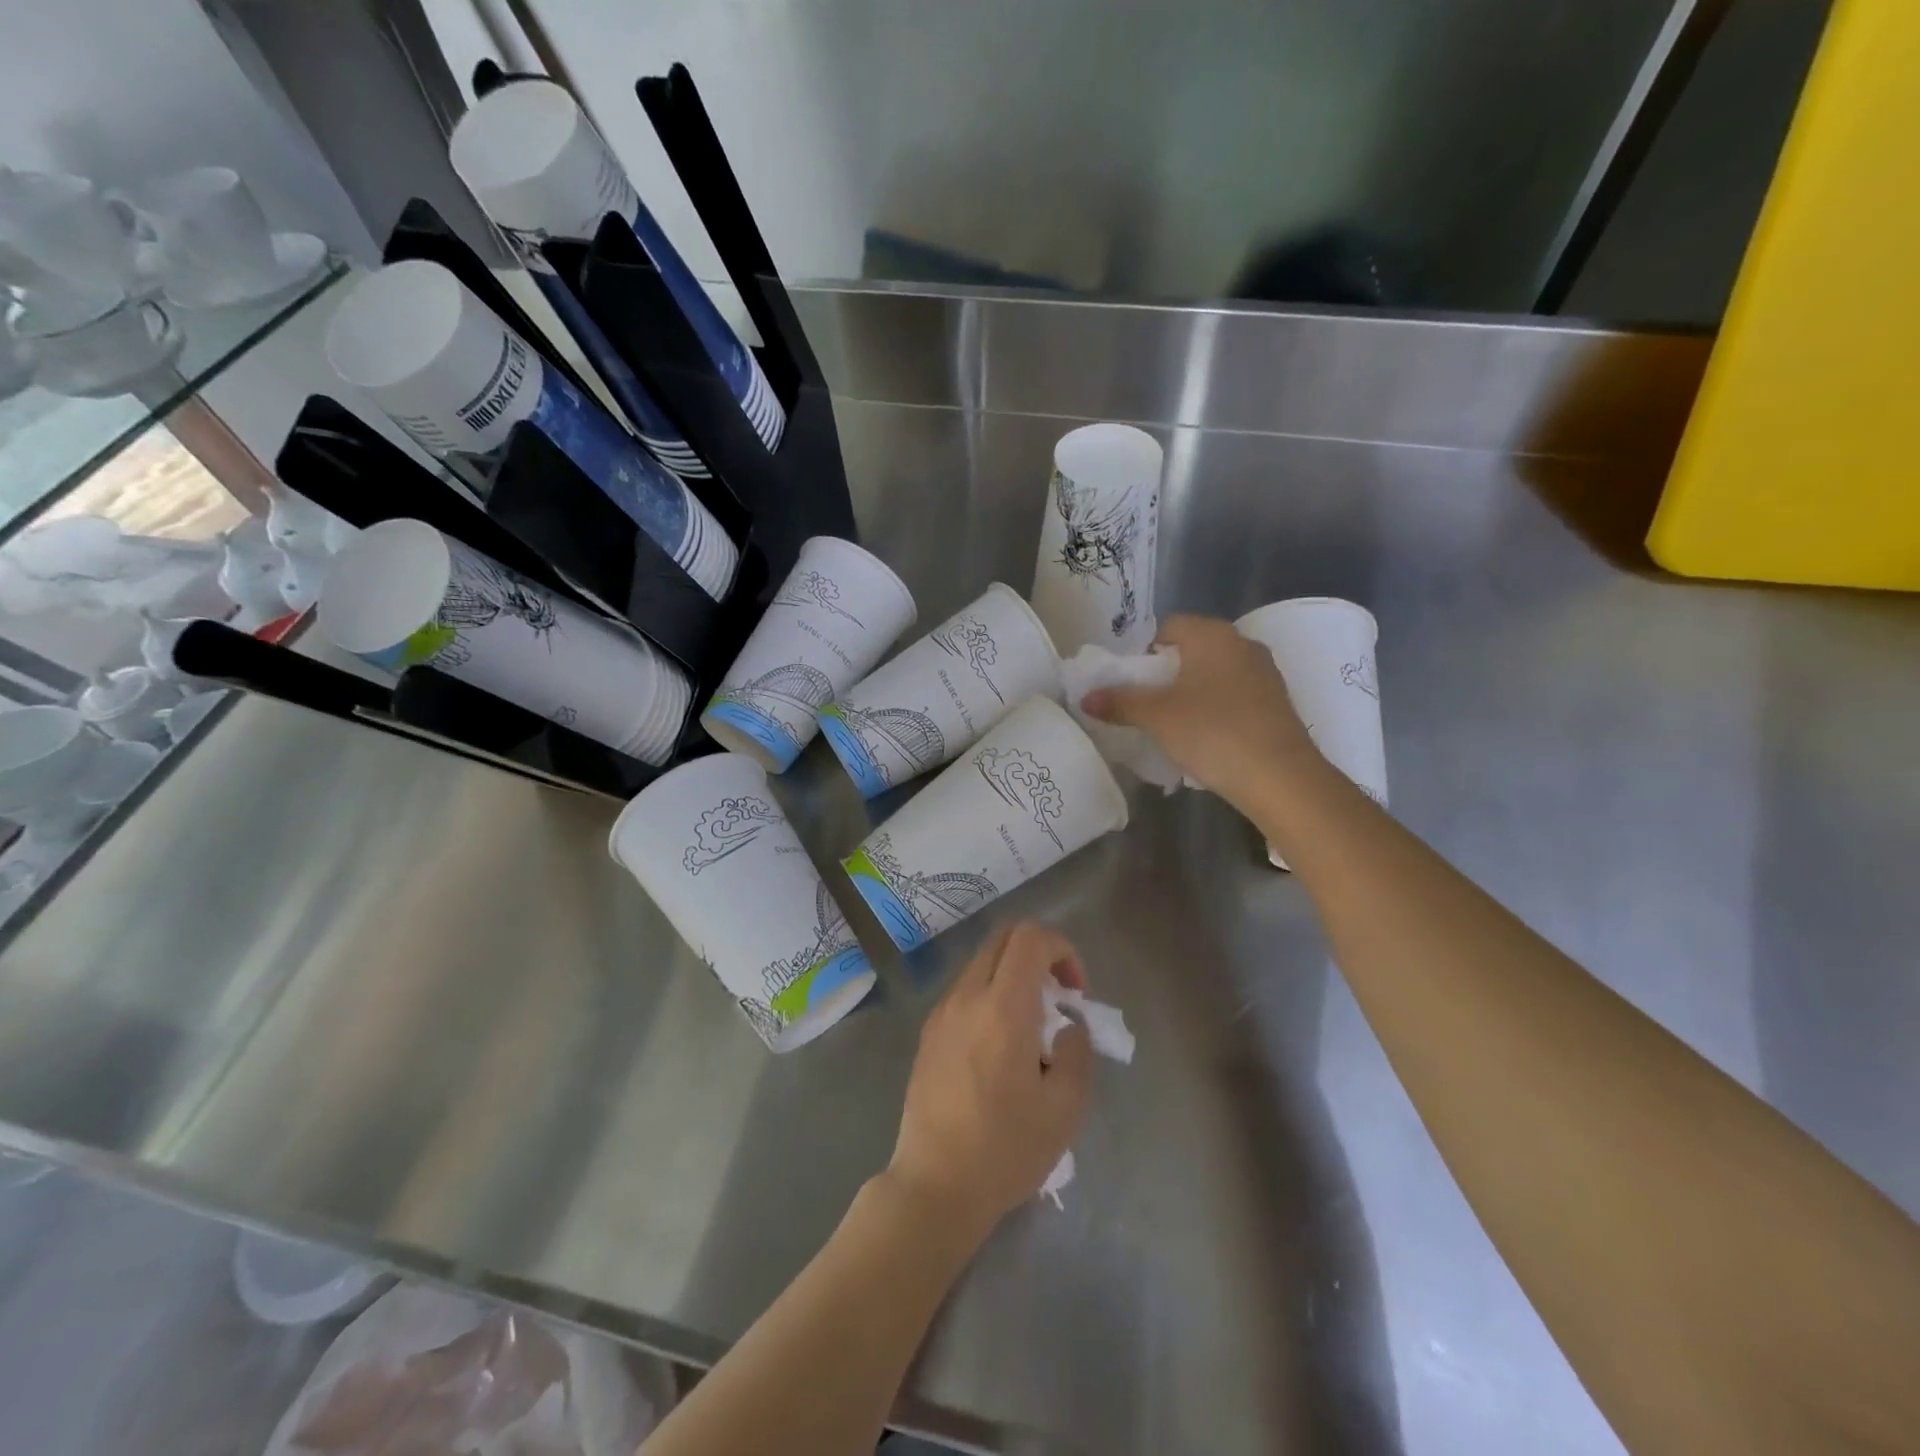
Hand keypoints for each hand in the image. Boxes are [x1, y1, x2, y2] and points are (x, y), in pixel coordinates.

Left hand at [888, 921, 1092, 1238]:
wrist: (935, 1185)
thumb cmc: (1005, 1149)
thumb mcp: (1065, 1109)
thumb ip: (1076, 1053)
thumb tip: (1067, 1027)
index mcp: (1003, 1007)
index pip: (1031, 937)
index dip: (1063, 949)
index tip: (1076, 993)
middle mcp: (967, 996)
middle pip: (1003, 937)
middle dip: (1039, 953)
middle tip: (1058, 998)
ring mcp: (942, 1011)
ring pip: (982, 961)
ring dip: (1013, 974)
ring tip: (1031, 1027)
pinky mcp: (928, 1031)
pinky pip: (965, 989)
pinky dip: (991, 993)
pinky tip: (1000, 1045)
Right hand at [1082, 614, 1323, 807]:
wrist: (1280, 777)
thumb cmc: (1211, 732)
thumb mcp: (1156, 717)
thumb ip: (1119, 702)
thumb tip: (1086, 697)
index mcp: (1212, 635)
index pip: (1169, 626)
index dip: (1144, 651)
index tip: (1134, 683)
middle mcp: (1242, 644)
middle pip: (1192, 649)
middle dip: (1167, 673)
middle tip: (1149, 705)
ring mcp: (1265, 673)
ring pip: (1215, 673)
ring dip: (1192, 692)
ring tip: (1175, 724)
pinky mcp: (1277, 702)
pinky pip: (1235, 694)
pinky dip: (1216, 708)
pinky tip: (1207, 737)